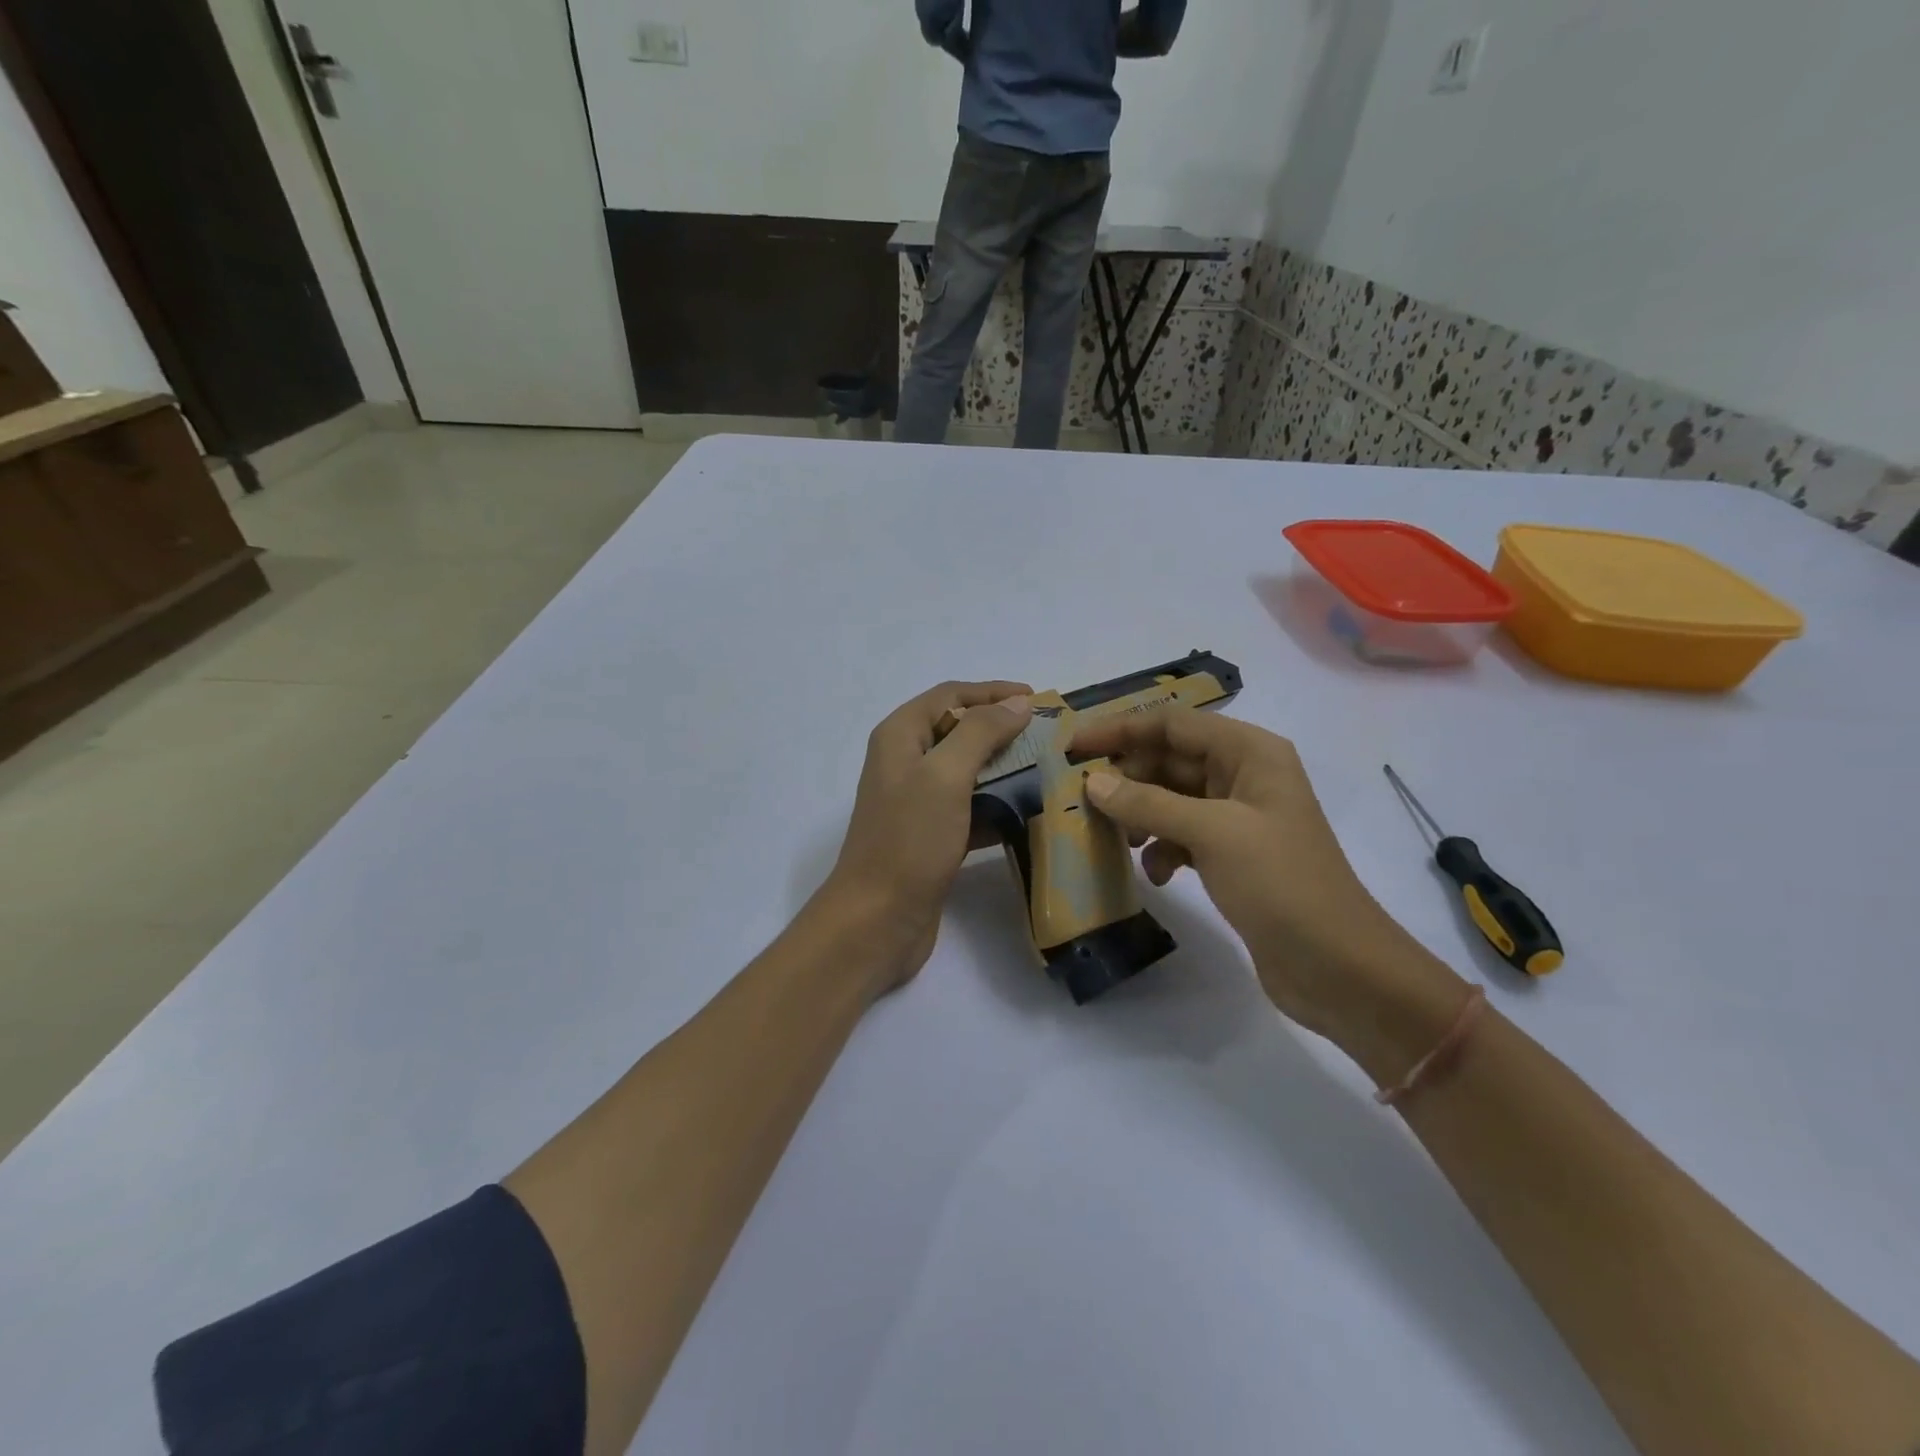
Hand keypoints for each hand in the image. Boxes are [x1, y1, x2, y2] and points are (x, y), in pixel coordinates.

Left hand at [821, 681, 1032, 995]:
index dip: (992, 692)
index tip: (1037, 699)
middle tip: (1048, 735)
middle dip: (1002, 728)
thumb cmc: (909, 839)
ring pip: (967, 770)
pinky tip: (1029, 810)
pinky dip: (997, 804)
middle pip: (958, 730)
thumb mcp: (945, 775)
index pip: (949, 695)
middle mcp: (905, 761)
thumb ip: (980, 732)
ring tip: (1047, 769)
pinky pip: (970, 806)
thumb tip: (1018, 703)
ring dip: (1004, 767)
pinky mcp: (932, 835)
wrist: (877, 919)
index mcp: (900, 736)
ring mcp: (917, 801)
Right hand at [1071, 710, 1464, 1055]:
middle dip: (1128, 777)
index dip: (1120, 729)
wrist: (1338, 966)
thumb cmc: (1280, 883)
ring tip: (1116, 840)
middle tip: (1083, 799)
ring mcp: (1239, 817)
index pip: (1173, 723)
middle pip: (1170, 758)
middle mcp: (1244, 775)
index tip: (1074, 746)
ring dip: (1141, 815)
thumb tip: (1093, 782)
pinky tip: (1157, 875)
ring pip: (1172, 799)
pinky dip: (1163, 849)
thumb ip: (1148, 802)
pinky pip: (1183, 835)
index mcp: (1250, 753)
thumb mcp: (1211, 834)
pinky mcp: (1233, 855)